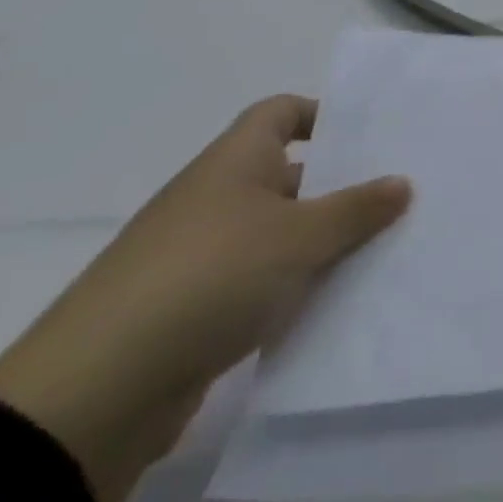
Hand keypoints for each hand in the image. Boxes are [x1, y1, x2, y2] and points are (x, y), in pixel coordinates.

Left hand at [0, 97, 410, 501]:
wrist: (99, 390)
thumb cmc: (211, 277)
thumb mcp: (299, 237)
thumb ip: (356, 209)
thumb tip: (403, 181)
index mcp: (235, 159)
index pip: (281, 111)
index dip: (323, 114)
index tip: (369, 137)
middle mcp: (217, 196)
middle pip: (288, 174)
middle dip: (338, 186)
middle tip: (396, 197)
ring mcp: (202, 254)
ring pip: (278, 233)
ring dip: (319, 243)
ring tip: (379, 252)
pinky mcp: (194, 309)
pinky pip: (259, 282)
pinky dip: (292, 287)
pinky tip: (332, 305)